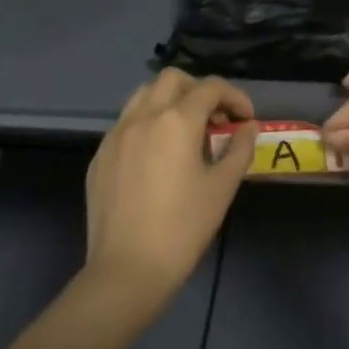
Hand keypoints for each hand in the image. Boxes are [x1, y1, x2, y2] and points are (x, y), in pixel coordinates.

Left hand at [84, 69, 258, 305]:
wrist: (127, 270)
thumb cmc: (183, 228)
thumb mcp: (222, 188)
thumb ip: (239, 149)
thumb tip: (248, 127)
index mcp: (176, 120)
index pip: (211, 88)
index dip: (235, 97)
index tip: (246, 120)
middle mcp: (143, 116)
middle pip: (173, 79)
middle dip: (199, 90)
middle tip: (215, 119)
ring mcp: (115, 134)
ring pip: (143, 95)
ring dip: (169, 101)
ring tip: (185, 132)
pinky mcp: (100, 155)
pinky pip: (126, 123)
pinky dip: (147, 124)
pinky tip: (156, 157)